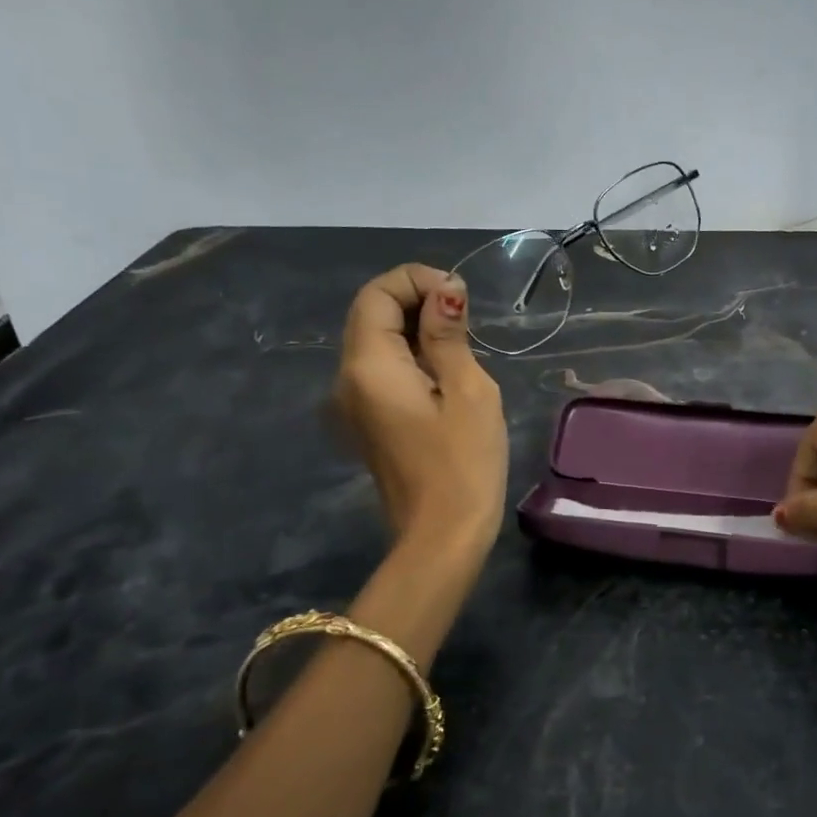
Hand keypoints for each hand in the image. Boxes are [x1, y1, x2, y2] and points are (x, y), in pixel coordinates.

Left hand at [335, 264, 508, 547]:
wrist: (442, 536)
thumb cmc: (463, 463)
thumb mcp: (468, 390)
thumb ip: (449, 335)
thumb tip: (445, 291)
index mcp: (368, 366)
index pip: (376, 294)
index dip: (416, 280)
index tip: (459, 296)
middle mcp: (348, 379)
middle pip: (371, 314)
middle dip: (416, 300)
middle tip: (466, 316)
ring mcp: (353, 403)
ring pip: (376, 341)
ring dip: (415, 328)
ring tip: (462, 343)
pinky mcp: (368, 421)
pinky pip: (382, 370)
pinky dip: (411, 356)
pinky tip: (445, 372)